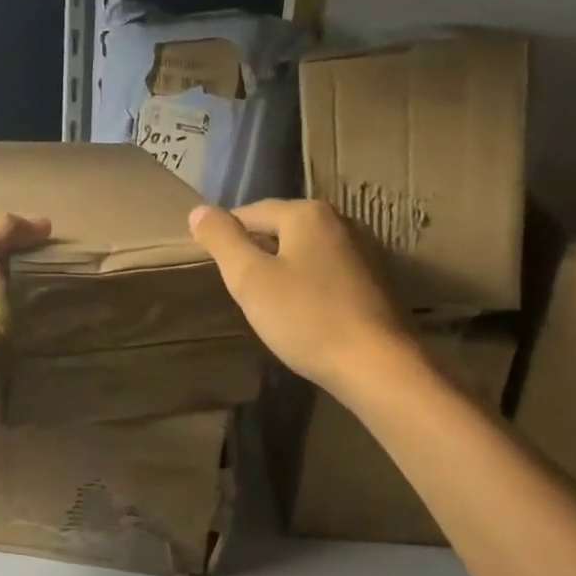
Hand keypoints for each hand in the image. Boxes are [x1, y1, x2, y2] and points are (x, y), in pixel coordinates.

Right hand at [188, 199, 408, 397]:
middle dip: (257, 253)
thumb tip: (199, 210)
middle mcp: (341, 221)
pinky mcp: (376, 281)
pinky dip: (308, 285)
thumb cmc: (306, 318)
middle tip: (237, 288)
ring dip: (283, 270)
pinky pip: (328, 272)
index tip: (213, 266)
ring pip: (306, 252)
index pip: (251, 213)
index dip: (226, 237)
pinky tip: (302, 313)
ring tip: (266, 302)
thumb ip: (222, 239)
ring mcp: (364, 251)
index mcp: (308, 213)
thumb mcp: (250, 279)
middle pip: (282, 229)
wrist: (377, 366)